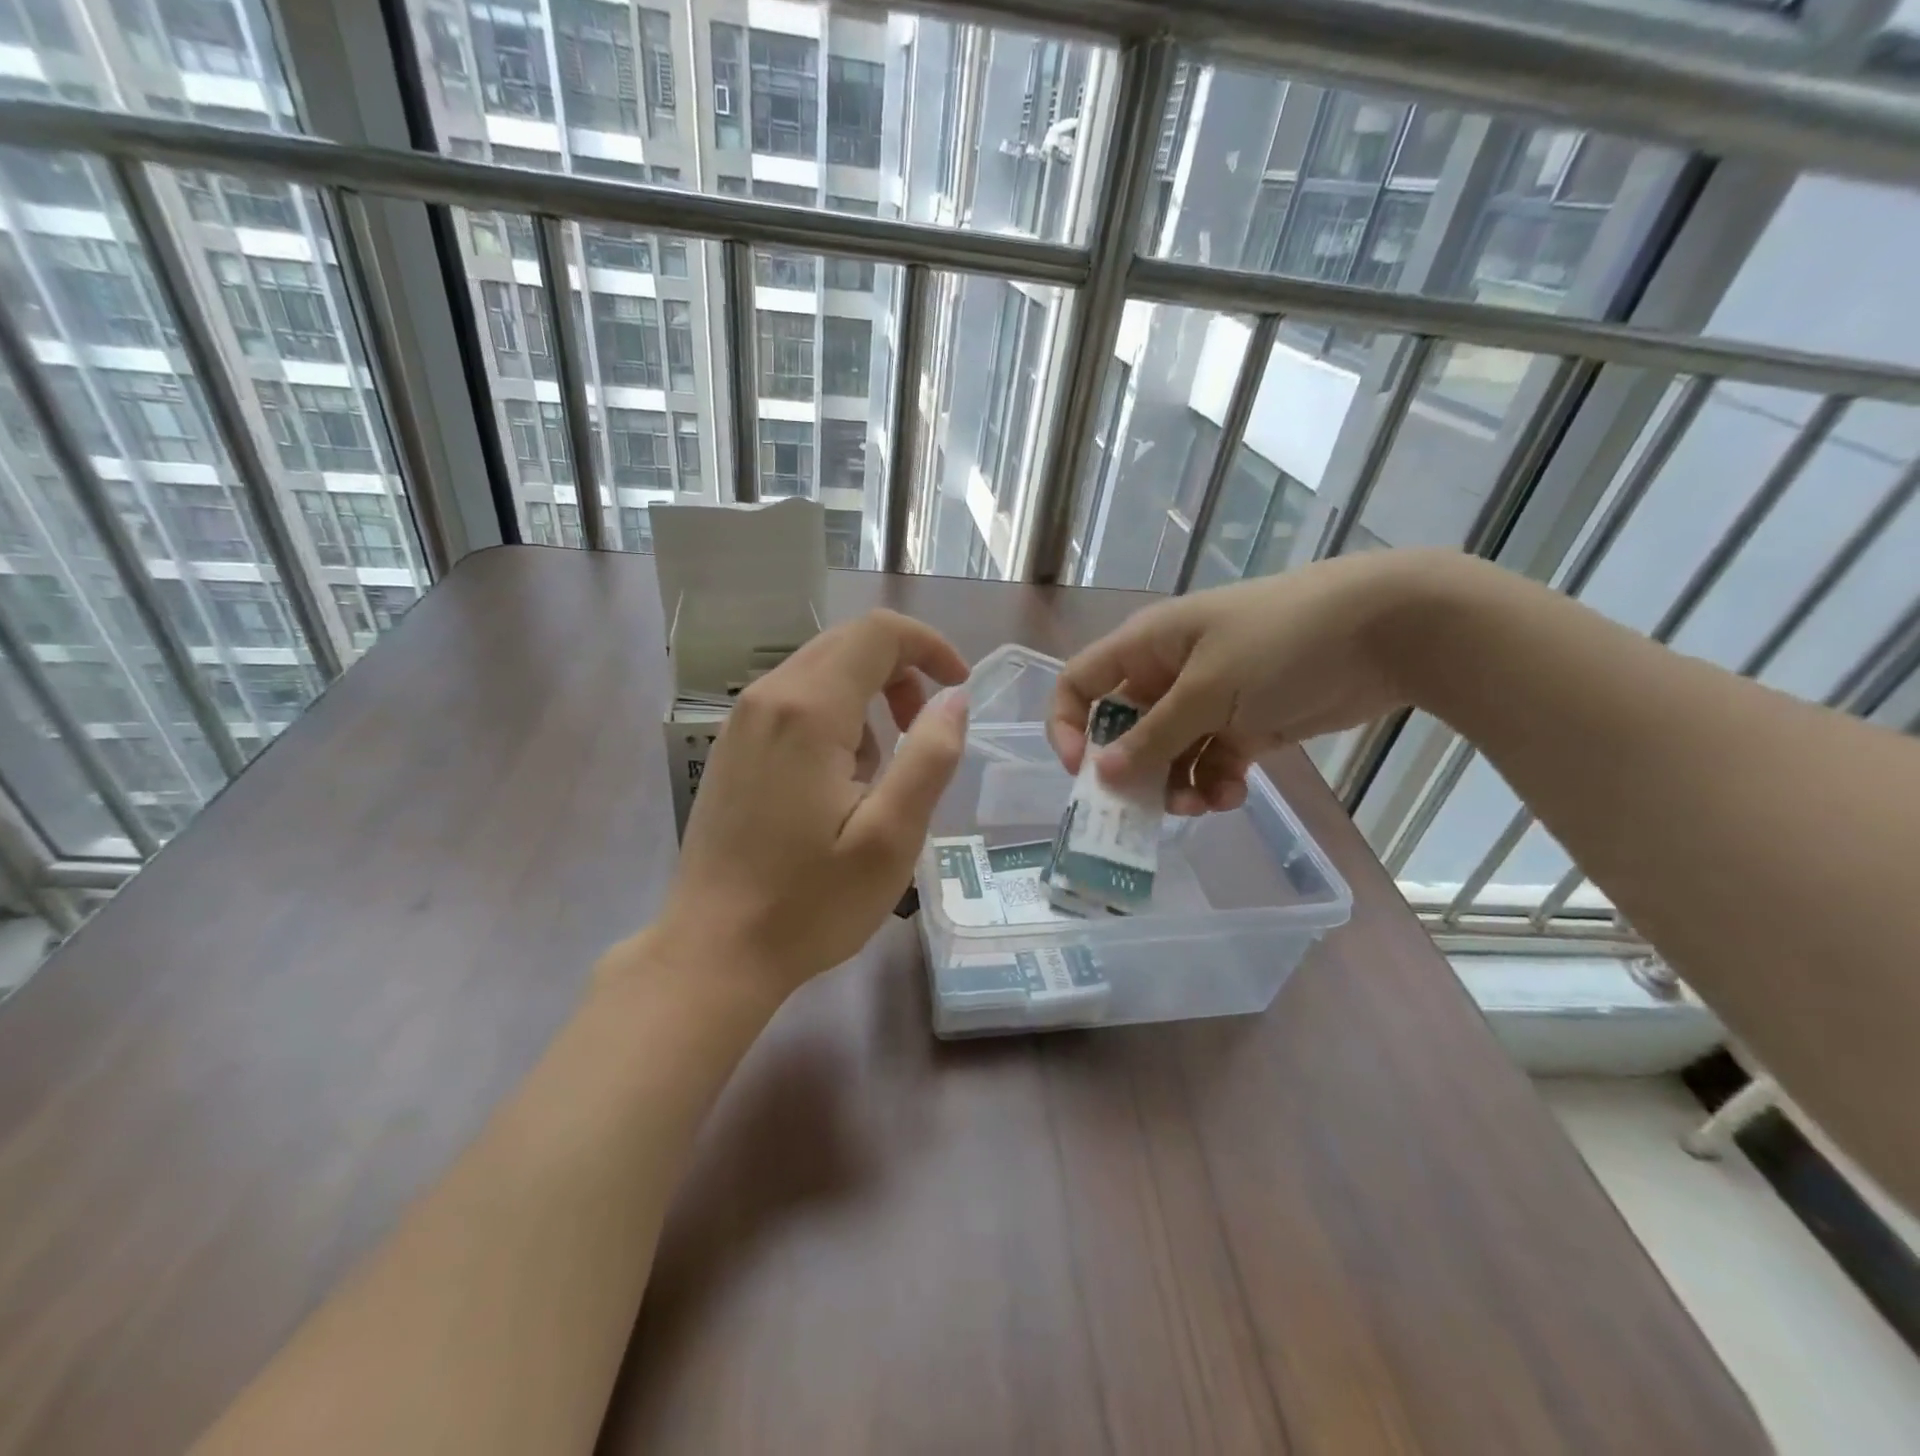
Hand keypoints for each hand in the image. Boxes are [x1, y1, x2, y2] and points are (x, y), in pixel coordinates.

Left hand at [648, 609, 969, 1001]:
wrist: (714, 951)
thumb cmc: (810, 902)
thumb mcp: (891, 836)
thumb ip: (931, 756)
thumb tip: (955, 699)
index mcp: (808, 710)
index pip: (878, 633)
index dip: (929, 646)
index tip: (959, 688)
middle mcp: (767, 698)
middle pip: (847, 644)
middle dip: (901, 672)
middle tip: (925, 731)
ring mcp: (741, 721)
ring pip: (821, 672)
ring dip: (869, 699)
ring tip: (881, 774)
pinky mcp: (733, 748)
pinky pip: (795, 703)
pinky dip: (835, 719)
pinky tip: (838, 783)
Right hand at [1048, 551, 1450, 813]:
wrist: (1383, 630)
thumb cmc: (1281, 642)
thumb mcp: (1208, 690)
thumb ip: (1153, 737)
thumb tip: (1100, 775)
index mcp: (1147, 647)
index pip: (1081, 683)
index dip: (1069, 725)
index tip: (1083, 771)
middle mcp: (1168, 674)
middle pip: (1124, 730)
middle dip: (1131, 771)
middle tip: (1142, 809)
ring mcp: (1207, 701)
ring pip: (1167, 754)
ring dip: (1174, 786)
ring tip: (1199, 806)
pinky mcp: (1244, 724)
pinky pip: (1210, 763)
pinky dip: (1214, 784)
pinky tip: (1232, 796)